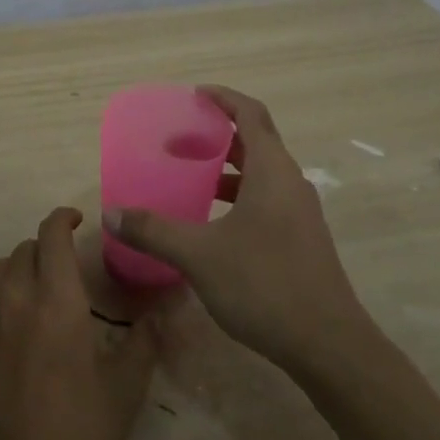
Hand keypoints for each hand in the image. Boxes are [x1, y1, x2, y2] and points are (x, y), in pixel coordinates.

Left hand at [0, 208, 158, 439]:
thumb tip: (162, 311)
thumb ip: (143, 343)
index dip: (62, 218)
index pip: (51, 234)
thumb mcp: (123, 390)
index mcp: (55, 299)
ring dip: (19, 268)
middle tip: (66, 267)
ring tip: (38, 291)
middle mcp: (14, 298)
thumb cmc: (75, 435)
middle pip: (23, 249)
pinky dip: (1, 301)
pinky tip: (17, 334)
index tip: (77, 219)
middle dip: (45, 247)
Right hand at [105, 85, 367, 373]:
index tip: (195, 94)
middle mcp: (290, 182)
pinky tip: (213, 223)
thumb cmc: (265, 285)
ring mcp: (300, 213)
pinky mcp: (301, 239)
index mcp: (272, 171)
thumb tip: (111, 213)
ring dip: (228, 169)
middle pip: (256, 141)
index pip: (251, 114)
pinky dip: (239, 196)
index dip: (224, 98)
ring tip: (191, 178)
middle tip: (180, 139)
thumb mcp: (199, 255)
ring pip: (261, 174)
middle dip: (218, 134)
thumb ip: (154, 231)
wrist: (329, 345)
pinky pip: (267, 199)